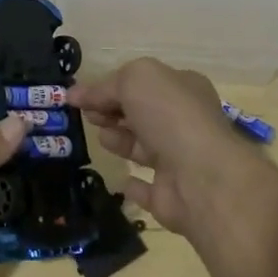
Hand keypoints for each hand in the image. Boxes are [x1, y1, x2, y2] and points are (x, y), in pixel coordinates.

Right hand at [68, 58, 256, 234]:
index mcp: (183, 89)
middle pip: (142, 114)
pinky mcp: (171, 196)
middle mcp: (184, 123)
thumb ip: (104, 86)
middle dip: (113, 111)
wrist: (201, 176)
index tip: (80, 96)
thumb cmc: (169, 115)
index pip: (143, 83)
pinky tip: (120, 181)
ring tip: (101, 138)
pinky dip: (134, 185)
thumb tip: (76, 94)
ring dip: (120, 141)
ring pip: (143, 148)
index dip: (111, 87)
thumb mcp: (135, 80)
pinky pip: (148, 189)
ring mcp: (180, 161)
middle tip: (88, 115)